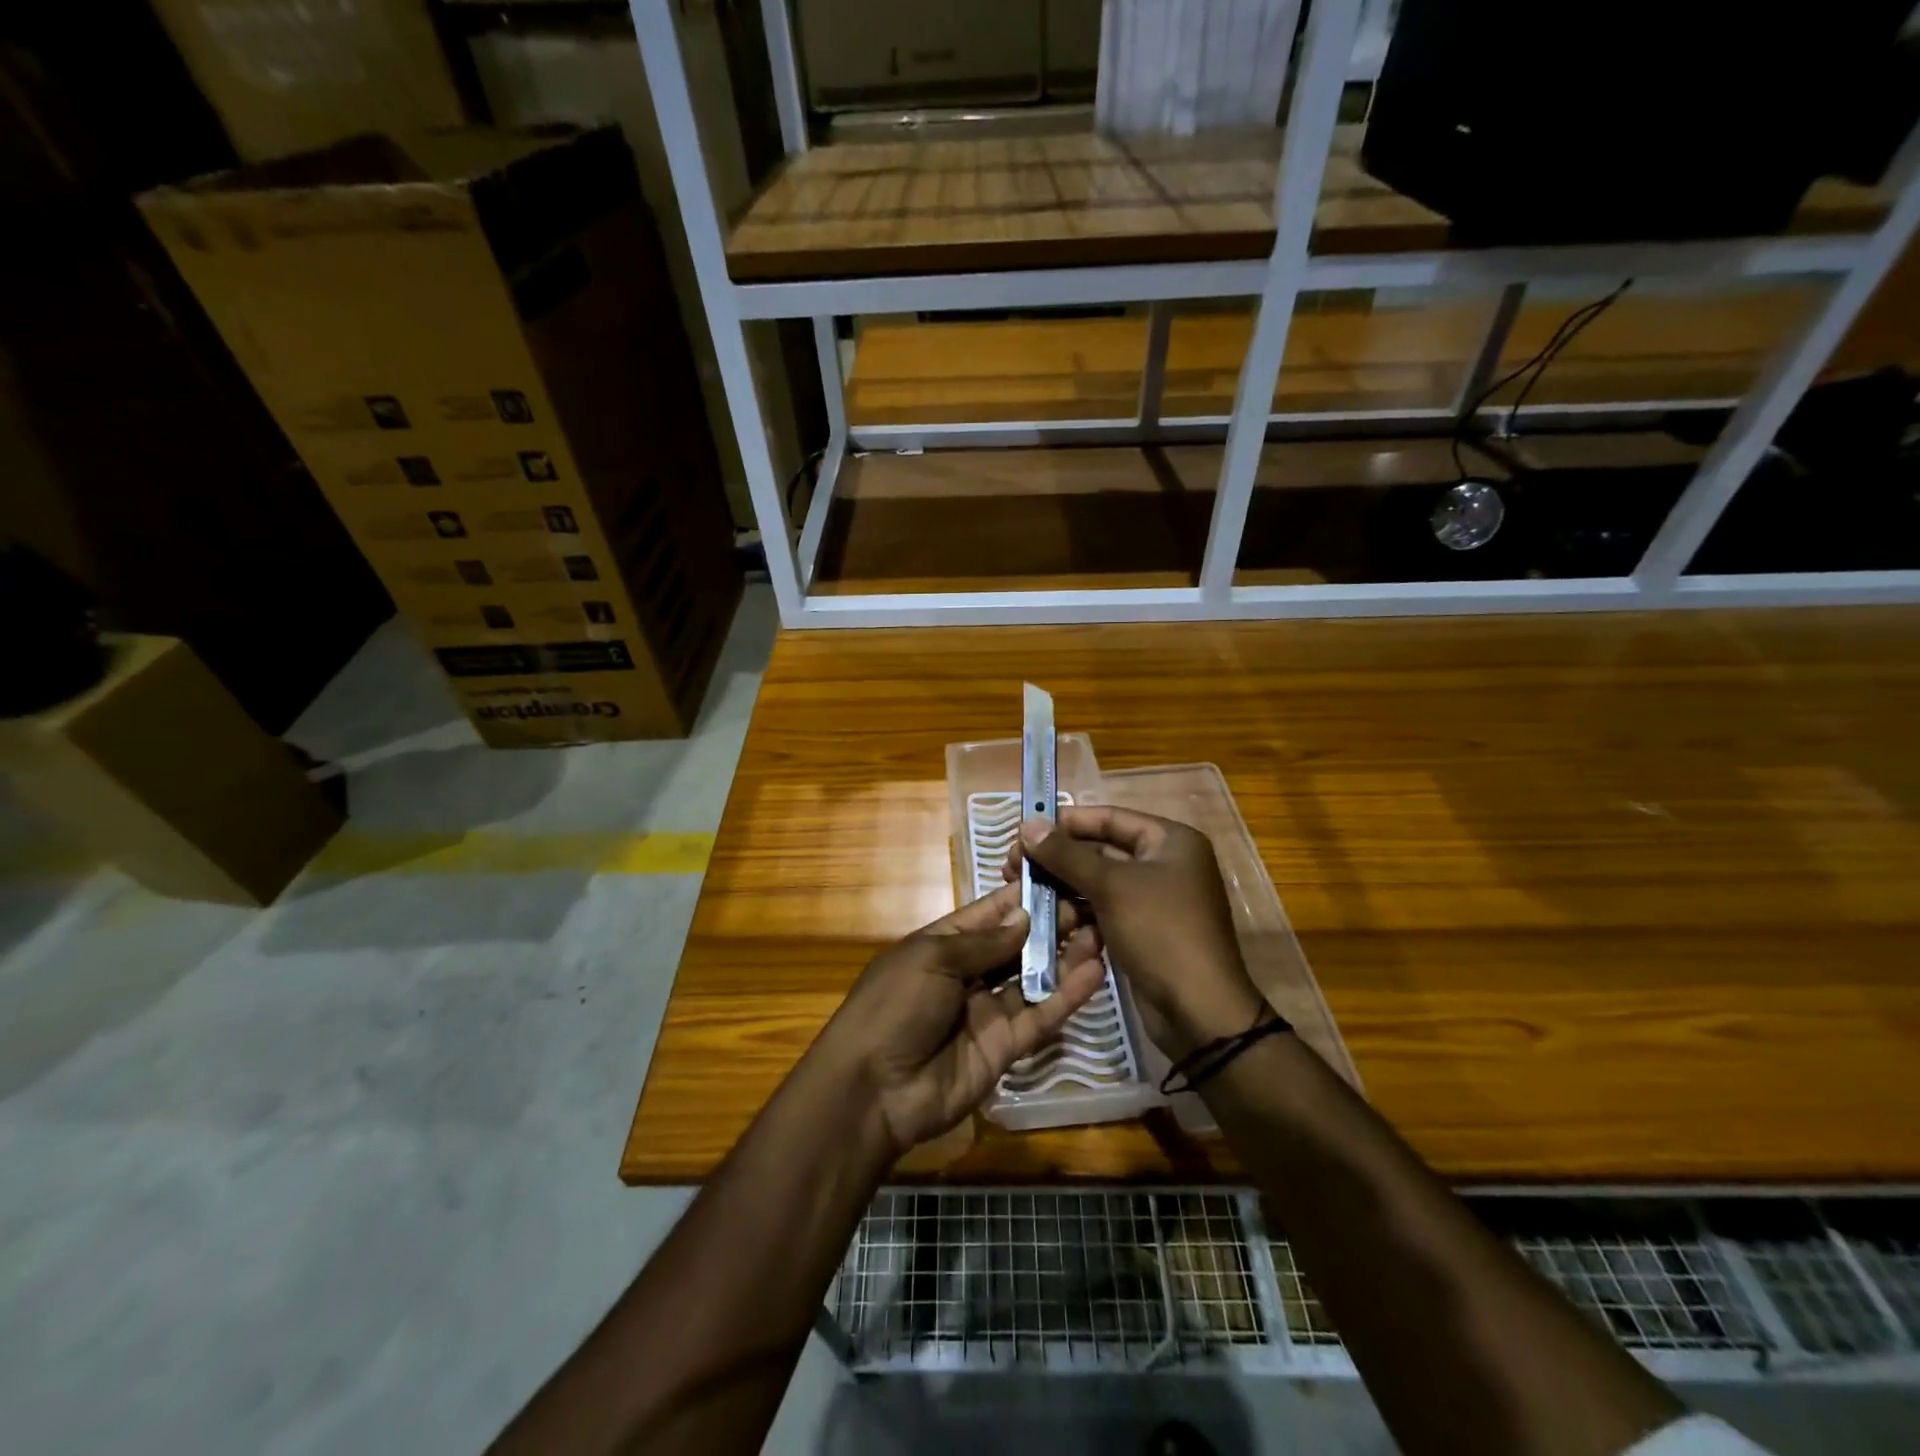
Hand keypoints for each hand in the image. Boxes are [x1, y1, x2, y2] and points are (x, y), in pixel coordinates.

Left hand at [814, 883, 1106, 1159]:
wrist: (872, 1090)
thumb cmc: (894, 1006)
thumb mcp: (931, 959)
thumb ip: (983, 942)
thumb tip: (1025, 916)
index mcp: (942, 945)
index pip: (989, 914)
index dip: (1021, 897)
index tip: (1059, 874)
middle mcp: (969, 974)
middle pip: (1016, 945)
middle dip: (1051, 924)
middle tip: (1093, 903)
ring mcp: (988, 1011)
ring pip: (1034, 978)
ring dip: (1065, 957)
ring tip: (1103, 931)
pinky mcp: (1006, 1047)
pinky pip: (1040, 1016)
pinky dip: (1066, 996)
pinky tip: (1094, 972)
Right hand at [1008, 806, 1265, 1058]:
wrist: (1199, 1012)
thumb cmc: (1160, 933)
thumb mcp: (1111, 887)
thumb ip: (1066, 854)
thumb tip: (1027, 825)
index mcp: (1170, 840)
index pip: (1108, 817)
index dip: (1064, 823)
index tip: (1022, 832)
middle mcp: (1165, 863)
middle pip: (1101, 848)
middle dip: (1057, 857)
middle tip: (1011, 866)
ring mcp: (1155, 899)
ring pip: (1098, 881)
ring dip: (1061, 884)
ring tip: (1019, 890)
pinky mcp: (1143, 930)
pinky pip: (1103, 909)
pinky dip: (1076, 910)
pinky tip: (1043, 915)